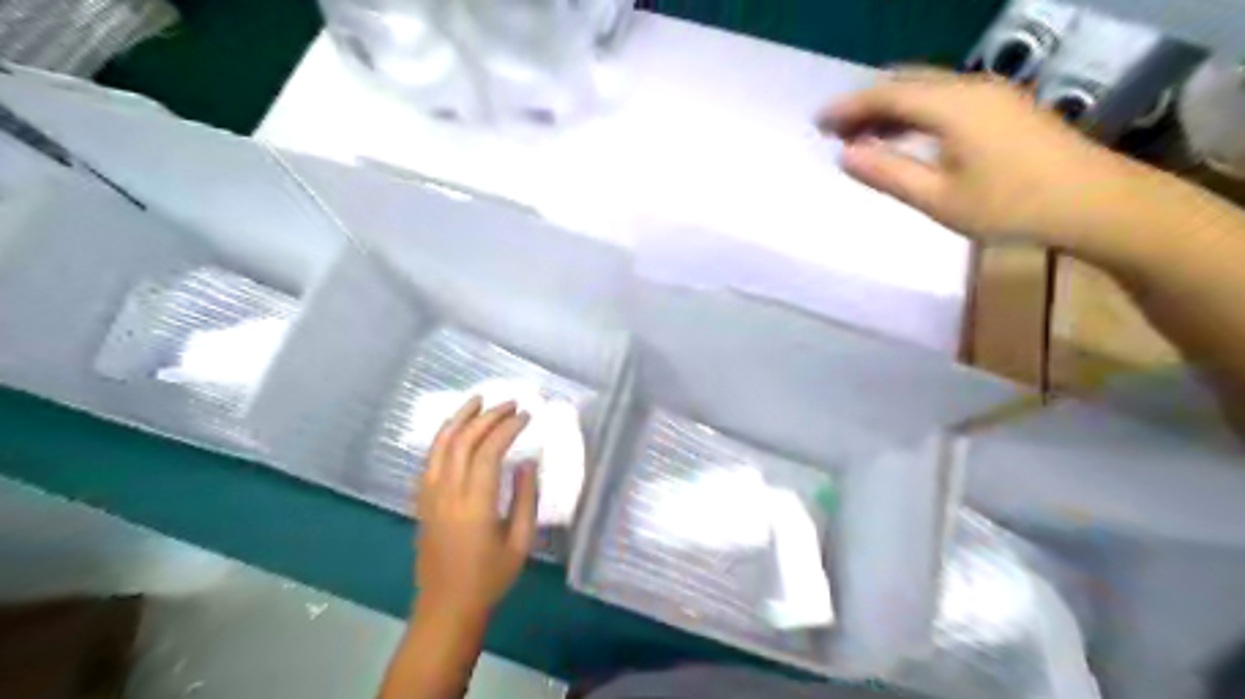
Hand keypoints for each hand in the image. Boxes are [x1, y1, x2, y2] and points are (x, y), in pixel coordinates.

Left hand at [416, 396, 537, 618]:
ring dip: (460, 418)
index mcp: (475, 505)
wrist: (446, 606)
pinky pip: (430, 459)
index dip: (507, 428)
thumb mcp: (520, 541)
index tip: (526, 416)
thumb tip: (527, 462)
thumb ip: (525, 498)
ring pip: (441, 445)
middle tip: (510, 404)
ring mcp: (430, 495)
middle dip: (488, 417)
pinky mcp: (422, 500)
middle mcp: (448, 493)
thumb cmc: (490, 578)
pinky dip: (443, 437)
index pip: (489, 452)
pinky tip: (455, 428)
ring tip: (478, 400)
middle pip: (463, 441)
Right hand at [819, 69, 1135, 248]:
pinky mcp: (1005, 108)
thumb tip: (846, 155)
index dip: (848, 107)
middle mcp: (970, 89)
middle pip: (906, 84)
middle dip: (867, 104)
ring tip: (863, 135)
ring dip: (891, 108)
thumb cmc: (1009, 205)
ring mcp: (992, 95)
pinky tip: (907, 136)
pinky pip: (947, 98)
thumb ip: (888, 173)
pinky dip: (916, 112)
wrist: (1094, 203)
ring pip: (928, 89)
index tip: (817, 122)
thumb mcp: (938, 198)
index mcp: (951, 106)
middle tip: (836, 130)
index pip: (887, 95)